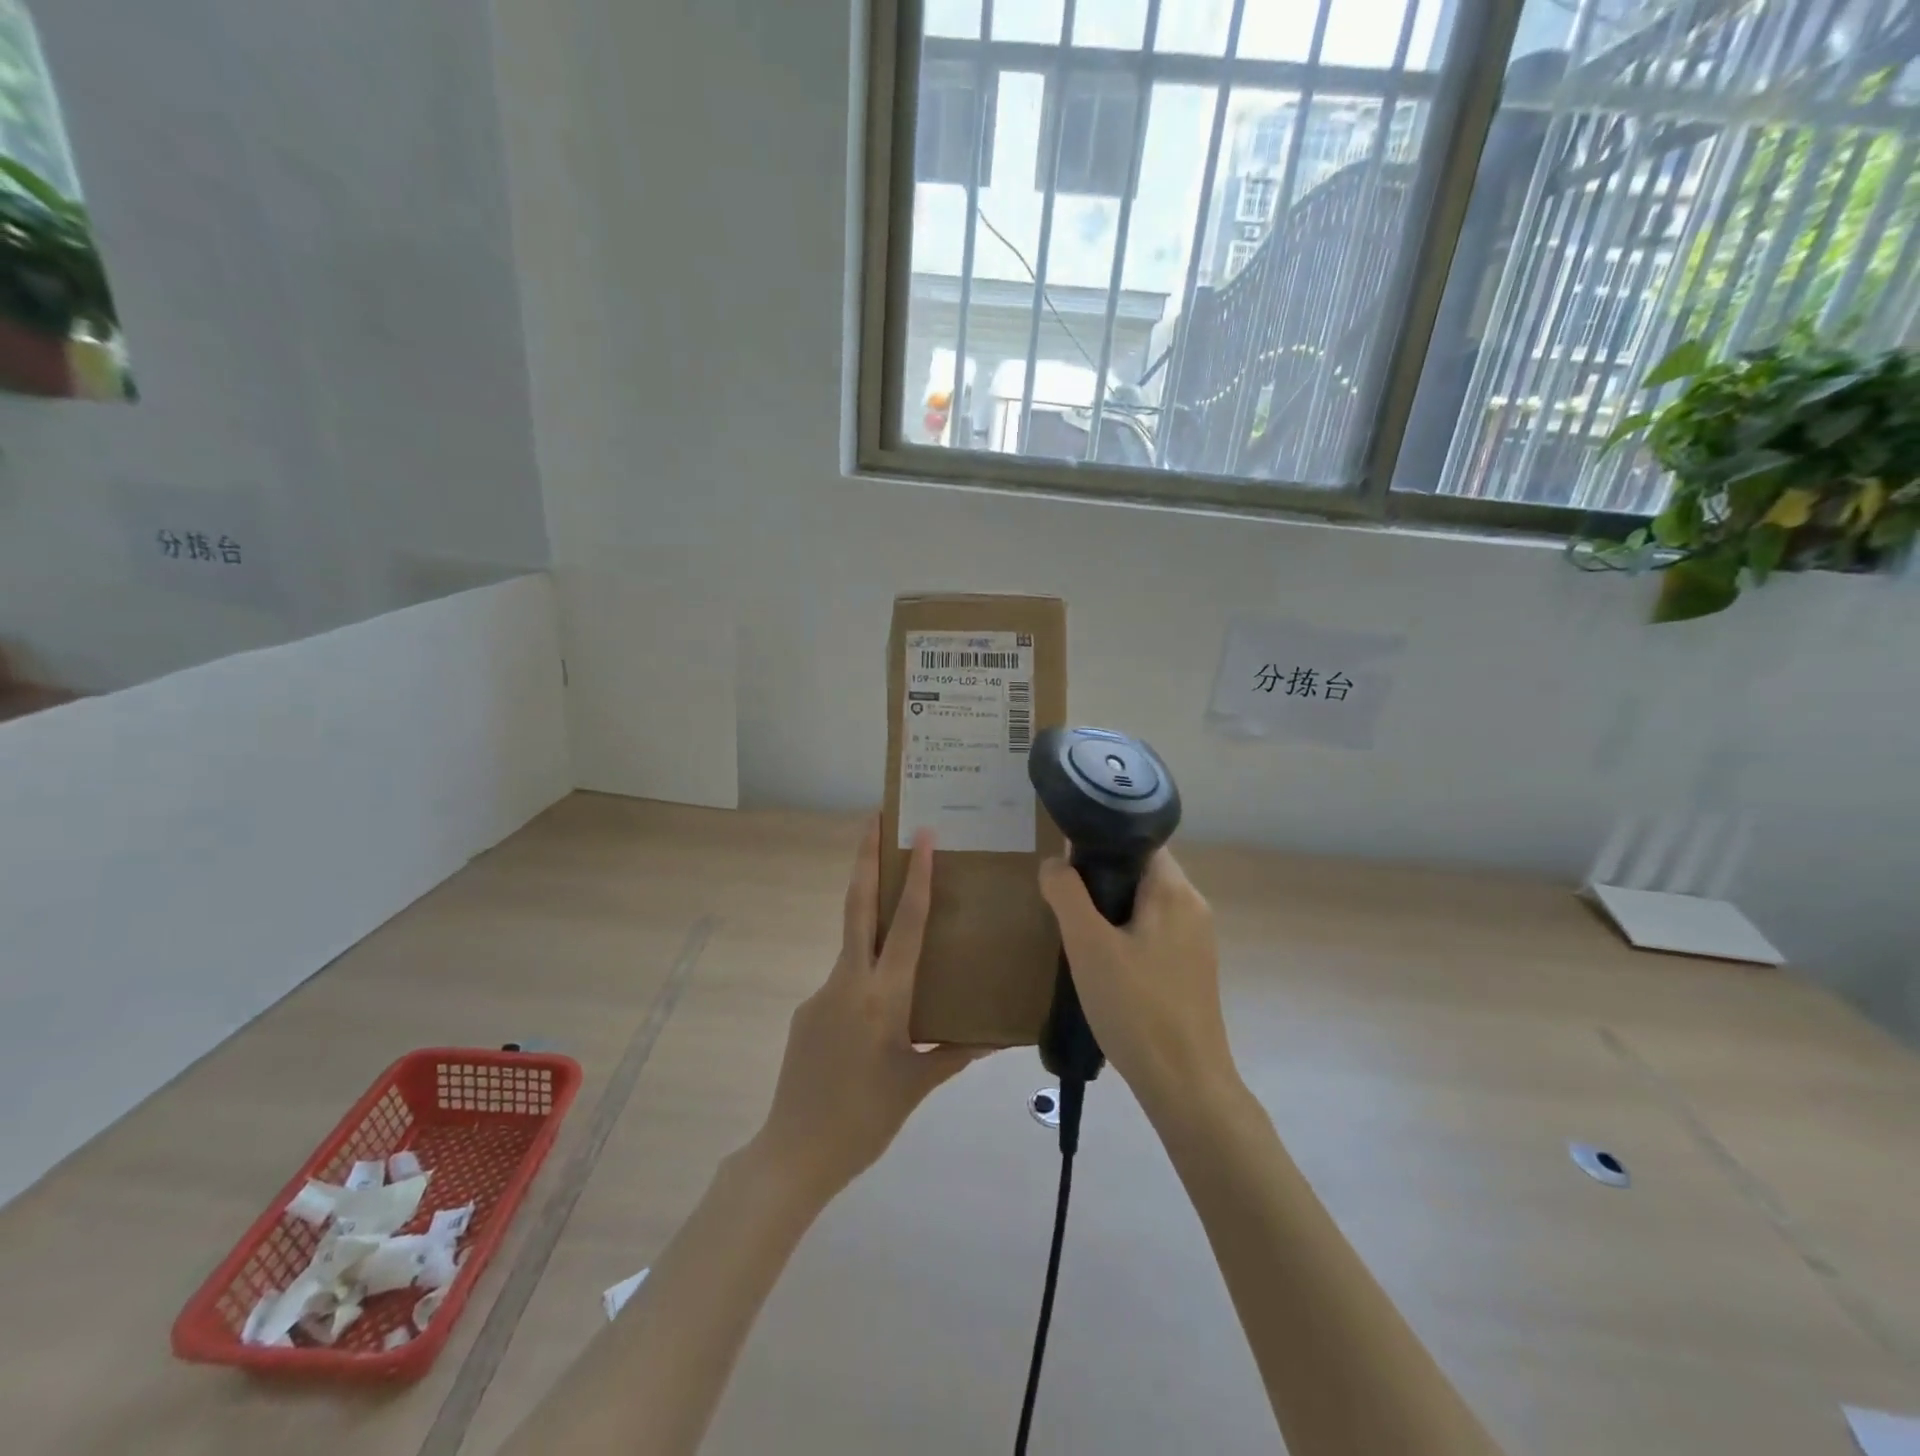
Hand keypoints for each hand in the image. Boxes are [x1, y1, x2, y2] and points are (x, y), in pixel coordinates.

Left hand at [755, 818, 985, 1197]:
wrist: (793, 1154)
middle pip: (857, 906)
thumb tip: (995, 1038)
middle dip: (864, 858)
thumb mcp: (917, 1086)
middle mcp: (848, 983)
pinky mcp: (807, 1010)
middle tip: (873, 819)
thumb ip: (954, 1055)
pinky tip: (876, 1014)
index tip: (919, 835)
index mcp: (883, 998)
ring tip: (896, 921)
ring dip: (870, 919)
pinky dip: (864, 978)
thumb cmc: (865, 1120)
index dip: (915, 877)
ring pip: (853, 945)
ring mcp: (821, 993)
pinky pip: (844, 982)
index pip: (904, 925)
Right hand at [1038, 849, 1232, 1109]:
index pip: (1138, 841)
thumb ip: (1067, 895)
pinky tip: (1104, 961)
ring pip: (1146, 903)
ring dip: (1112, 909)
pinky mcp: (1192, 968)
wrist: (1185, 1083)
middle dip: (1101, 879)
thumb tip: (1054, 862)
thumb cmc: (1135, 1007)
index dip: (1101, 843)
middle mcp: (1192, 906)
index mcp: (1174, 890)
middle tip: (1065, 899)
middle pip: (1141, 871)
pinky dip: (1127, 933)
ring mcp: (1196, 939)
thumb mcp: (1088, 946)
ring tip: (1078, 931)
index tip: (1067, 861)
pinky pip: (1154, 931)